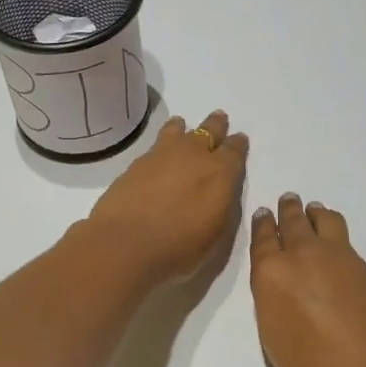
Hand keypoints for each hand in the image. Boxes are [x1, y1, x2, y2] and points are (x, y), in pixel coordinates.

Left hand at [84, 111, 249, 283]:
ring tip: (182, 125)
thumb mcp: (216, 235)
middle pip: (209, 131)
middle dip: (216, 125)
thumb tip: (219, 192)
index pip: (234, 151)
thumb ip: (221, 206)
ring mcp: (162, 155)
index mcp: (221, 173)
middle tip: (219, 118)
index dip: (238, 145)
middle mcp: (194, 155)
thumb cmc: (180, 248)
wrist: (126, 243)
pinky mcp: (136, 163)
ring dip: (184, 128)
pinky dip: (161, 143)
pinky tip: (157, 152)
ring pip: (178, 130)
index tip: (239, 140)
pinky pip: (155, 145)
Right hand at [250, 194, 365, 366]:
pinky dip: (338, 240)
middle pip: (293, 221)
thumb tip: (285, 285)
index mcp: (271, 274)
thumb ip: (275, 299)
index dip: (262, 225)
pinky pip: (347, 244)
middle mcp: (303, 255)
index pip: (263, 238)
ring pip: (325, 220)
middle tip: (288, 200)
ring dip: (315, 214)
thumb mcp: (274, 335)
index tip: (263, 215)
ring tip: (314, 212)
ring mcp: (340, 258)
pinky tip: (339, 252)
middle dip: (289, 210)